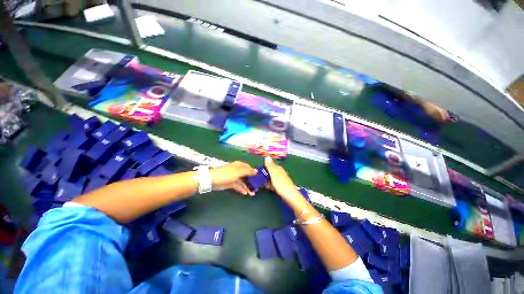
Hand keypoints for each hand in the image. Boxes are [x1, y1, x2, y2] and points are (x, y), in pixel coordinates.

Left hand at [211, 161, 256, 195]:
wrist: (213, 180)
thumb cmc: (227, 174)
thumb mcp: (239, 172)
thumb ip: (248, 171)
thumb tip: (256, 171)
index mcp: (240, 165)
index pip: (249, 168)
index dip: (254, 173)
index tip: (260, 179)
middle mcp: (238, 171)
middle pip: (247, 176)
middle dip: (252, 182)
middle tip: (257, 188)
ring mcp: (234, 177)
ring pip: (243, 182)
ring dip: (248, 187)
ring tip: (252, 193)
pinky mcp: (231, 183)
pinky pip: (238, 186)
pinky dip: (242, 189)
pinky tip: (245, 193)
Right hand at [263, 157, 301, 203]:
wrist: (290, 197)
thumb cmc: (281, 184)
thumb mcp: (274, 174)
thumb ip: (270, 166)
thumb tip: (267, 156)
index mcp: (279, 169)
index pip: (270, 165)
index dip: (264, 167)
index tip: (258, 171)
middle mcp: (280, 173)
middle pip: (271, 172)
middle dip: (265, 174)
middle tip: (259, 178)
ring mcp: (281, 180)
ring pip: (272, 178)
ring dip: (267, 180)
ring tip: (262, 184)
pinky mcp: (281, 186)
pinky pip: (273, 184)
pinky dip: (270, 185)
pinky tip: (268, 188)